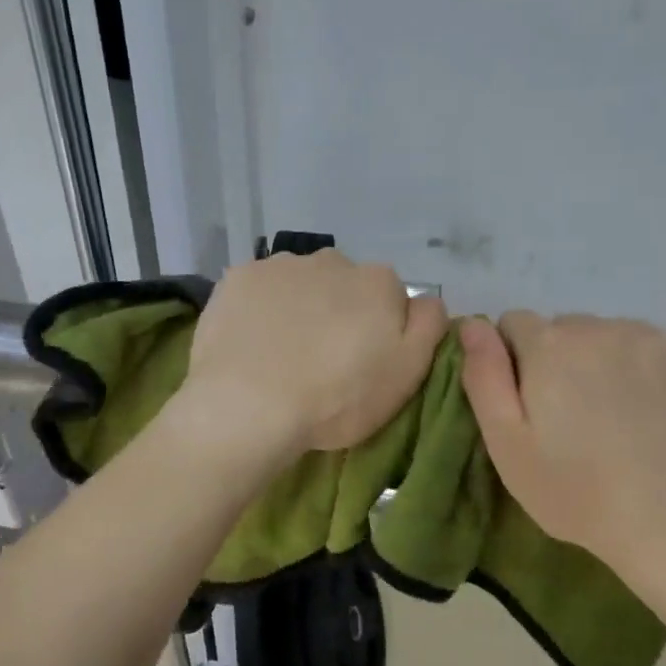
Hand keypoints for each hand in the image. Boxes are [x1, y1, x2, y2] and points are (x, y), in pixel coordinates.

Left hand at [178, 252, 447, 457]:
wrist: (249, 406)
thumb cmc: (338, 397)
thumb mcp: (407, 373)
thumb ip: (428, 326)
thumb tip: (427, 300)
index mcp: (378, 282)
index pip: (389, 298)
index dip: (378, 331)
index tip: (362, 362)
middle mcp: (332, 260)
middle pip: (342, 286)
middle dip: (337, 313)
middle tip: (321, 360)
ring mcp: (280, 265)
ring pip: (299, 284)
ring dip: (297, 308)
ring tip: (281, 354)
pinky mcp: (237, 278)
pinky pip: (258, 290)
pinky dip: (259, 310)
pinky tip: (250, 342)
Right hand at [459, 312, 665, 583]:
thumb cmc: (578, 493)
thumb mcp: (508, 445)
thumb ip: (484, 376)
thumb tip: (472, 323)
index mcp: (550, 345)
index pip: (514, 324)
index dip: (515, 362)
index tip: (531, 404)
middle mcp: (603, 326)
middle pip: (568, 329)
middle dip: (563, 360)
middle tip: (577, 419)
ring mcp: (660, 338)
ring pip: (617, 337)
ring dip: (610, 363)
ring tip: (624, 419)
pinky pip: (665, 350)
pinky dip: (658, 373)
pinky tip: (665, 416)